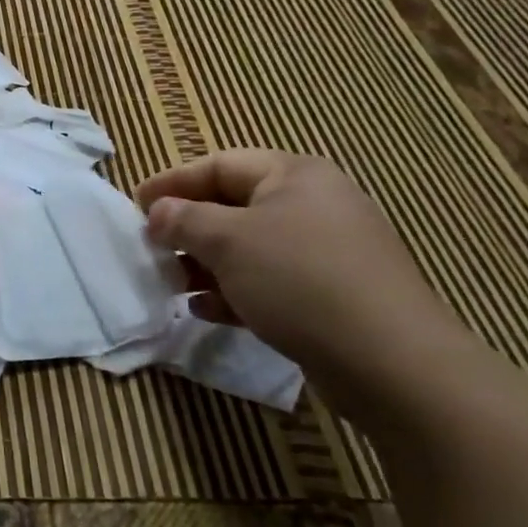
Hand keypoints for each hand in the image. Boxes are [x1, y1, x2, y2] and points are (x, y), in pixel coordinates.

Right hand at [137, 150, 468, 405]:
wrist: (391, 362)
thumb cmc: (300, 280)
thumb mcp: (229, 241)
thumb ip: (184, 219)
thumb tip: (158, 212)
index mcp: (294, 175)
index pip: (219, 165)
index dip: (173, 182)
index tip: (136, 205)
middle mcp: (314, 204)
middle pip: (234, 206)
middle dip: (189, 228)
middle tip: (153, 248)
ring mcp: (328, 251)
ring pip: (251, 248)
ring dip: (207, 264)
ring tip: (174, 284)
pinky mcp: (334, 295)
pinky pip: (272, 281)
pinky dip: (236, 290)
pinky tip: (207, 311)